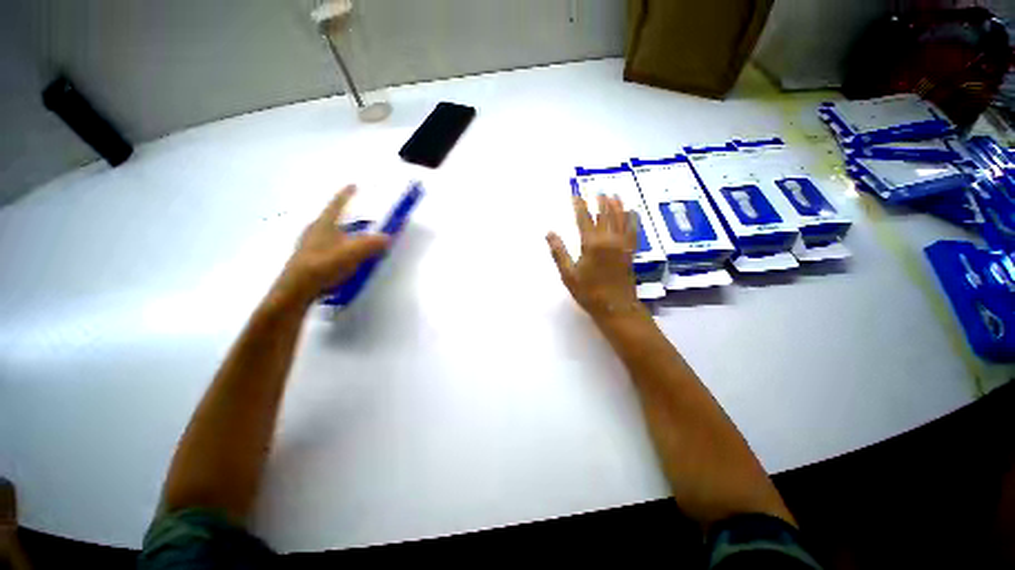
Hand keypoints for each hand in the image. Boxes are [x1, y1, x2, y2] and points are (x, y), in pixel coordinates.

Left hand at [272, 185, 389, 305]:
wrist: (297, 290)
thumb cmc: (324, 265)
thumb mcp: (353, 253)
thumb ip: (372, 244)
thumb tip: (387, 237)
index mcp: (324, 224)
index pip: (337, 204)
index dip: (347, 195)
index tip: (354, 185)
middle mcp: (315, 231)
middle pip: (335, 220)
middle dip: (350, 219)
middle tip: (364, 221)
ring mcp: (309, 245)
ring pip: (332, 235)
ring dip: (346, 236)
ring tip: (359, 242)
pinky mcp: (309, 260)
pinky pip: (329, 248)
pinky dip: (341, 249)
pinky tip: (348, 260)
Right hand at [546, 195, 641, 320]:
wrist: (615, 307)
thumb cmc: (588, 292)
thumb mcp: (568, 274)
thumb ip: (559, 252)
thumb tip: (549, 233)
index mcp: (592, 244)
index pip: (584, 218)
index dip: (579, 205)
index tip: (576, 194)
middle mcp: (609, 240)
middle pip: (606, 214)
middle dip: (601, 200)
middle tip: (597, 190)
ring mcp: (622, 245)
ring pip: (621, 219)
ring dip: (617, 205)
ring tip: (614, 194)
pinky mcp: (630, 251)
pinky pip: (633, 230)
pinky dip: (632, 219)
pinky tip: (632, 212)